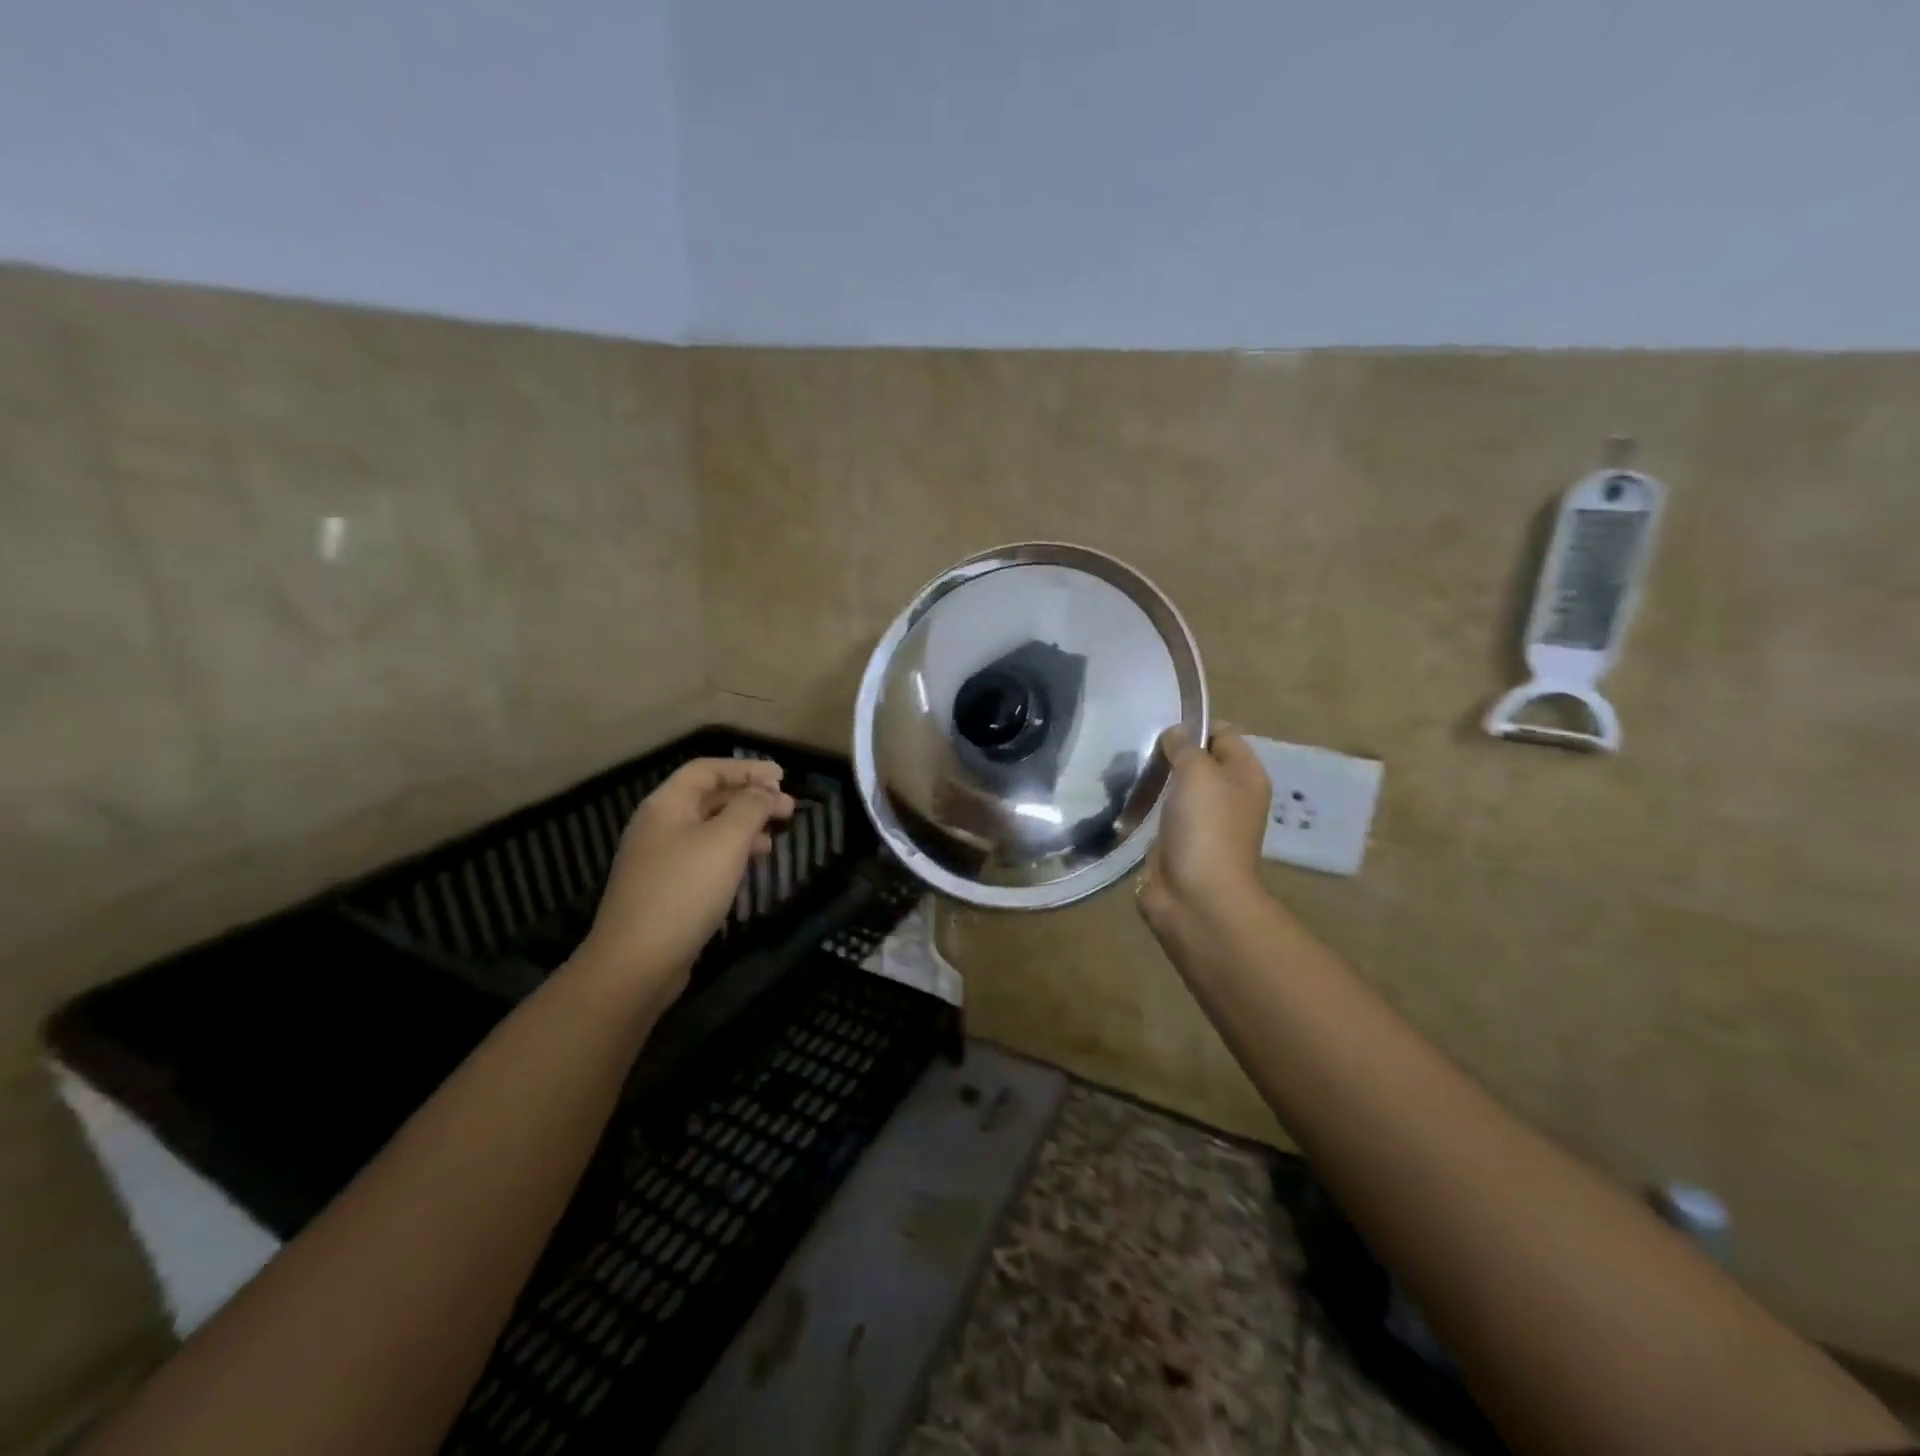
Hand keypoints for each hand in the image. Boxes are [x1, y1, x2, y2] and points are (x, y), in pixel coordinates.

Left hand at [573, 757, 794, 1008]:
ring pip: (709, 829)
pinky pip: (704, 857)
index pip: (707, 770)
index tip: (782, 776)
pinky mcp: (666, 889)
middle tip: (789, 808)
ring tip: (776, 838)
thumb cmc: (683, 891)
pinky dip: (731, 854)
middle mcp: (658, 826)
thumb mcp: (725, 842)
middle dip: (750, 798)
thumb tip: (767, 790)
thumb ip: (750, 808)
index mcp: (666, 805)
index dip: (746, 768)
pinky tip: (751, 867)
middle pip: (709, 798)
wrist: (635, 963)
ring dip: (744, 827)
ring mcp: (659, 860)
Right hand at [1137, 723, 1271, 941]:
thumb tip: (1176, 733)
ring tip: (1127, 772)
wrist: (1196, 896)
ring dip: (1157, 781)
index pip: (1223, 734)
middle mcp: (1230, 796)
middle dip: (1170, 754)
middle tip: (1139, 751)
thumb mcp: (1197, 772)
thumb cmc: (1205, 827)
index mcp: (1246, 776)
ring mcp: (1205, 823)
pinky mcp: (1181, 843)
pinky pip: (1163, 814)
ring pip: (1179, 788)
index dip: (1195, 726)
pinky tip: (1128, 802)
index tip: (1161, 729)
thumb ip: (1186, 745)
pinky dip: (1148, 808)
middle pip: (1200, 761)